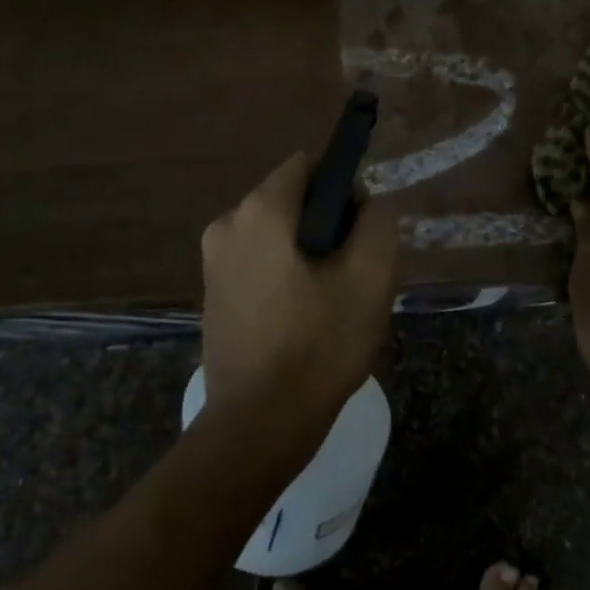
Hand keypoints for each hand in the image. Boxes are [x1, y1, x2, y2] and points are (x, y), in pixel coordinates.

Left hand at [200, 152, 399, 430]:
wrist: (260, 423)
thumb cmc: (319, 344)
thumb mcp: (371, 276)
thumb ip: (377, 221)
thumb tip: (364, 202)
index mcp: (260, 211)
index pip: (307, 165)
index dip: (343, 187)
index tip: (361, 229)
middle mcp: (226, 224)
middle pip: (290, 200)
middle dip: (326, 224)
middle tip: (353, 272)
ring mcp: (212, 261)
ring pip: (276, 234)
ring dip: (307, 252)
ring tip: (331, 300)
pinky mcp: (212, 292)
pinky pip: (258, 261)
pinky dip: (283, 273)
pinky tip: (303, 316)